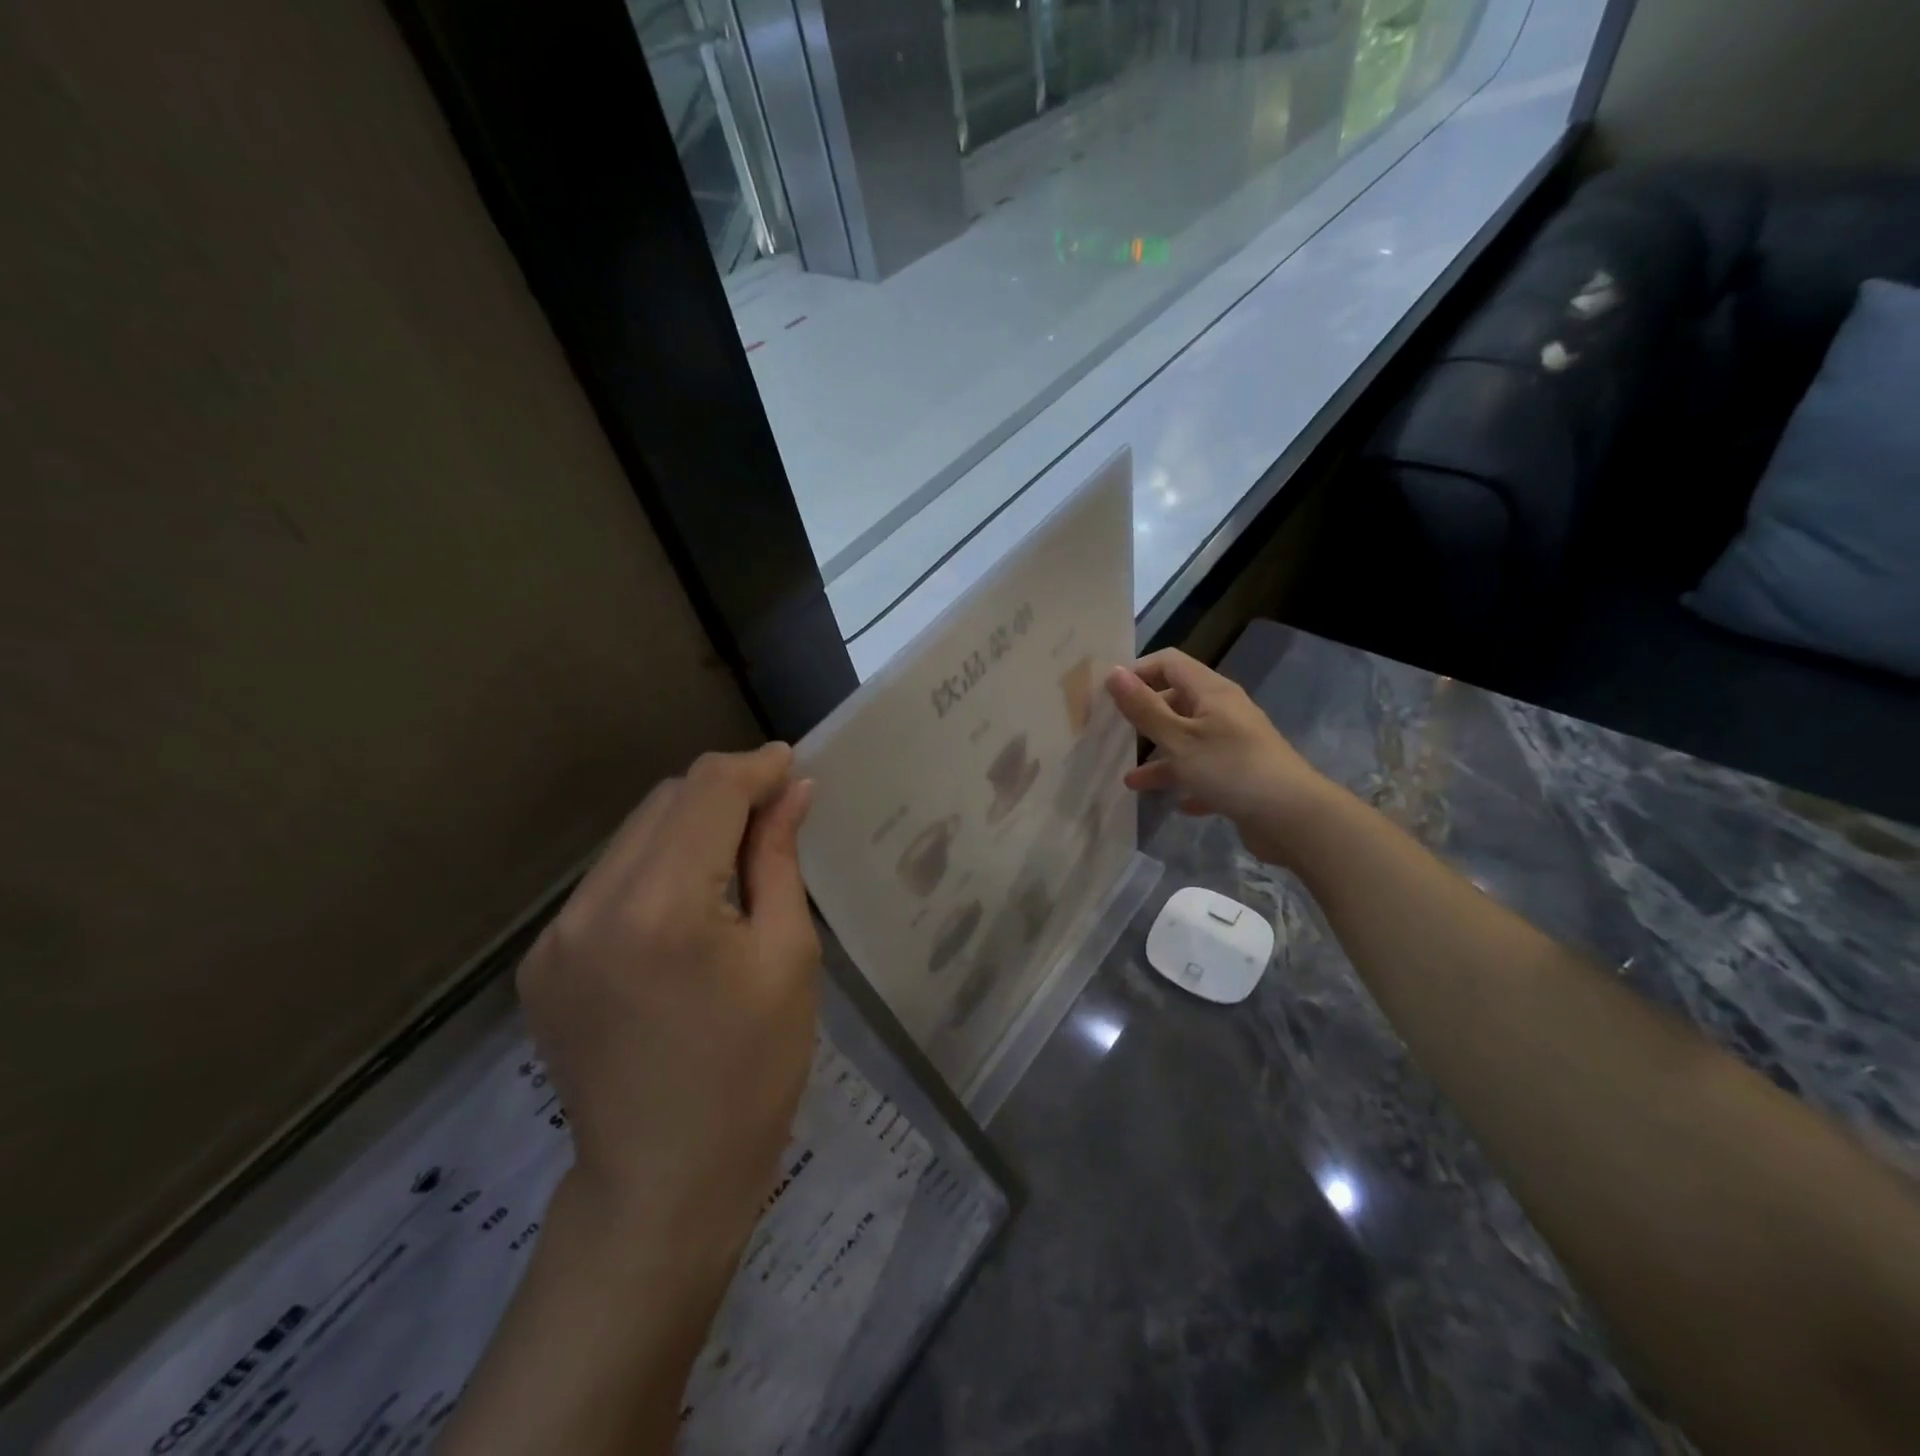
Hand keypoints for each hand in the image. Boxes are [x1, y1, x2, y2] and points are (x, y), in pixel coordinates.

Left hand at [516, 743, 819, 1267]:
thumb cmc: (752, 1072)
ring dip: (688, 826)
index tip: (792, 764)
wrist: (663, 1185)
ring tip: (736, 857)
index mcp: (662, 906)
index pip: (708, 791)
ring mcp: (555, 936)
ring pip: (632, 835)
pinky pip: (608, 880)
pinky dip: (655, 867)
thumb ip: (779, 859)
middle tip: (775, 813)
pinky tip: (689, 903)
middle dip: (724, 793)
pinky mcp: (542, 962)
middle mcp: (593, 906)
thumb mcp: (788, 957)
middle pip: (664, 801)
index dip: (755, 767)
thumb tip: (794, 790)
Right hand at [1105, 649, 1334, 866]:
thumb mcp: (1178, 738)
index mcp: (1211, 692)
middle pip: (1178, 702)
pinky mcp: (1242, 776)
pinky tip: (1177, 804)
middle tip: (1114, 734)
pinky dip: (1188, 784)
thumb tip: (1113, 672)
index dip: (1139, 672)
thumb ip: (1144, 708)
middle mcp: (1224, 712)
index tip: (1110, 695)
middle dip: (1146, 717)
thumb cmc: (1230, 769)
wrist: (1292, 818)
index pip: (1169, 663)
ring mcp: (1235, 745)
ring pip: (1188, 742)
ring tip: (1132, 781)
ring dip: (1161, 759)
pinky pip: (1206, 774)